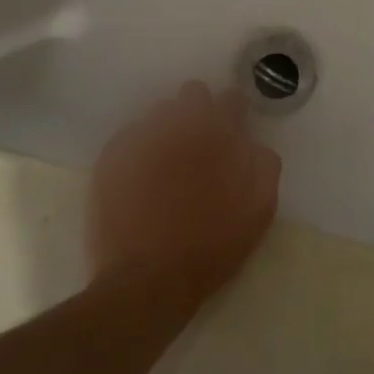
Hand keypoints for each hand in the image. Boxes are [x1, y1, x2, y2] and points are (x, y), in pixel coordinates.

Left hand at [88, 82, 280, 304]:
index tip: (235, 128)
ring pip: (158, 113)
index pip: (230, 99)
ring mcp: (140, 139)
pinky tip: (142, 175)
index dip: (235, 112)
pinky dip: (139, 148)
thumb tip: (253, 144)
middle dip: (200, 110)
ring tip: (170, 160)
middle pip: (192, 94)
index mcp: (216, 133)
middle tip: (202, 143)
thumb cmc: (211, 245)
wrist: (148, 279)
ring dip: (169, 128)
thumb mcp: (259, 209)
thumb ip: (263, 164)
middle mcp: (178, 125)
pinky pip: (129, 137)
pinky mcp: (111, 159)